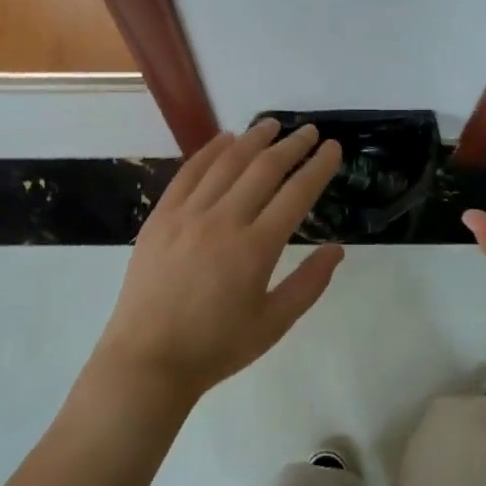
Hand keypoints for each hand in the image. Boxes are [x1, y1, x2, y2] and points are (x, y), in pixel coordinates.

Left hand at [91, 120, 344, 409]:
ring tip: (271, 125)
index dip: (318, 167)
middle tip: (309, 131)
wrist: (148, 360)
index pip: (296, 194)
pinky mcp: (160, 217)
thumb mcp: (273, 324)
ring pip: (226, 163)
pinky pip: (188, 173)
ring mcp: (187, 215)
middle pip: (263, 169)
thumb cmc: (216, 347)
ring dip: (252, 139)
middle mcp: (223, 221)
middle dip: (291, 146)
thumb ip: (309, 284)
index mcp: (255, 248)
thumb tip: (337, 248)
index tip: (333, 148)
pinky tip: (224, 139)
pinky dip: (209, 151)